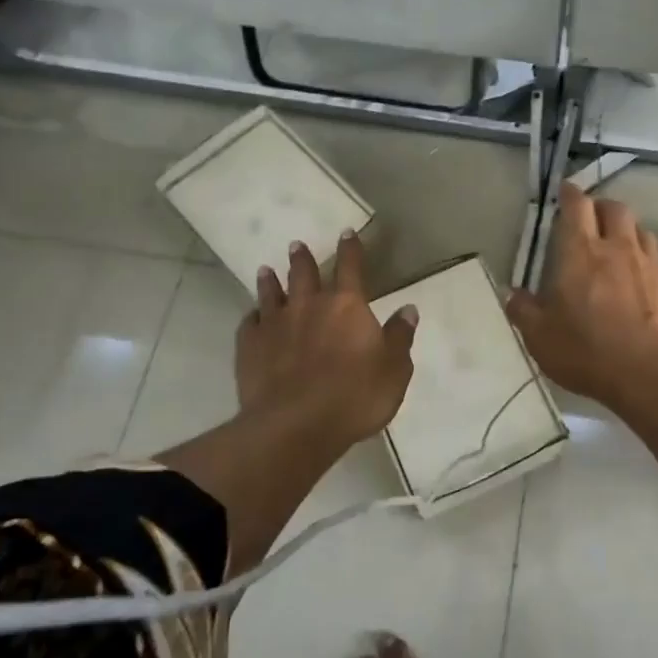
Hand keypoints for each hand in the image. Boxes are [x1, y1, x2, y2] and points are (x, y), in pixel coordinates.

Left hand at [235, 232, 417, 449]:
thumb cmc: (354, 397)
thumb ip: (400, 337)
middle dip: (303, 258)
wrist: (295, 425)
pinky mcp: (250, 346)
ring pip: (271, 292)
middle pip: (304, 273)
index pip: (351, 267)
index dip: (351, 248)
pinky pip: (249, 323)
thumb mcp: (394, 370)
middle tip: (297, 245)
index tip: (347, 232)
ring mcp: (275, 324)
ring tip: (266, 269)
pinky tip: (252, 316)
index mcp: (347, 306)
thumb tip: (409, 309)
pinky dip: (252, 316)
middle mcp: (309, 305)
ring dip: (270, 280)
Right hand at [507, 185, 657, 404]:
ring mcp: (651, 265)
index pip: (576, 206)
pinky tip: (643, 283)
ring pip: (641, 231)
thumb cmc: (586, 350)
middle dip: (601, 206)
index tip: (566, 190)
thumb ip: (524, 311)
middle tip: (591, 218)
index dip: (570, 194)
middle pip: (615, 209)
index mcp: (580, 252)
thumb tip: (511, 293)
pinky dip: (648, 264)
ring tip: (619, 246)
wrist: (651, 372)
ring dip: (628, 231)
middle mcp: (618, 248)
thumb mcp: (540, 337)